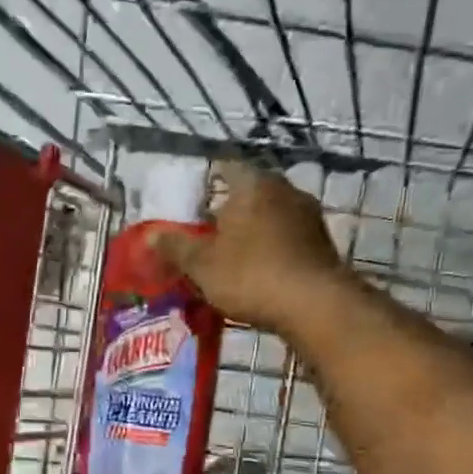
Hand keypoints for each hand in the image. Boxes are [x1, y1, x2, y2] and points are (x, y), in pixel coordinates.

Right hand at [147, 161, 343, 331]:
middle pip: (250, 191)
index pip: (226, 168)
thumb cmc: (251, 275)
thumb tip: (151, 234)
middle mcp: (284, 190)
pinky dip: (270, 245)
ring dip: (252, 228)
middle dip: (228, 208)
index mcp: (252, 185)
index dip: (206, 181)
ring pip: (270, 214)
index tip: (191, 198)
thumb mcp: (202, 264)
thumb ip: (176, 246)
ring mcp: (308, 216)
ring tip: (230, 251)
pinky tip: (257, 267)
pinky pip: (286, 235)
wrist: (315, 305)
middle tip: (206, 228)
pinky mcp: (321, 242)